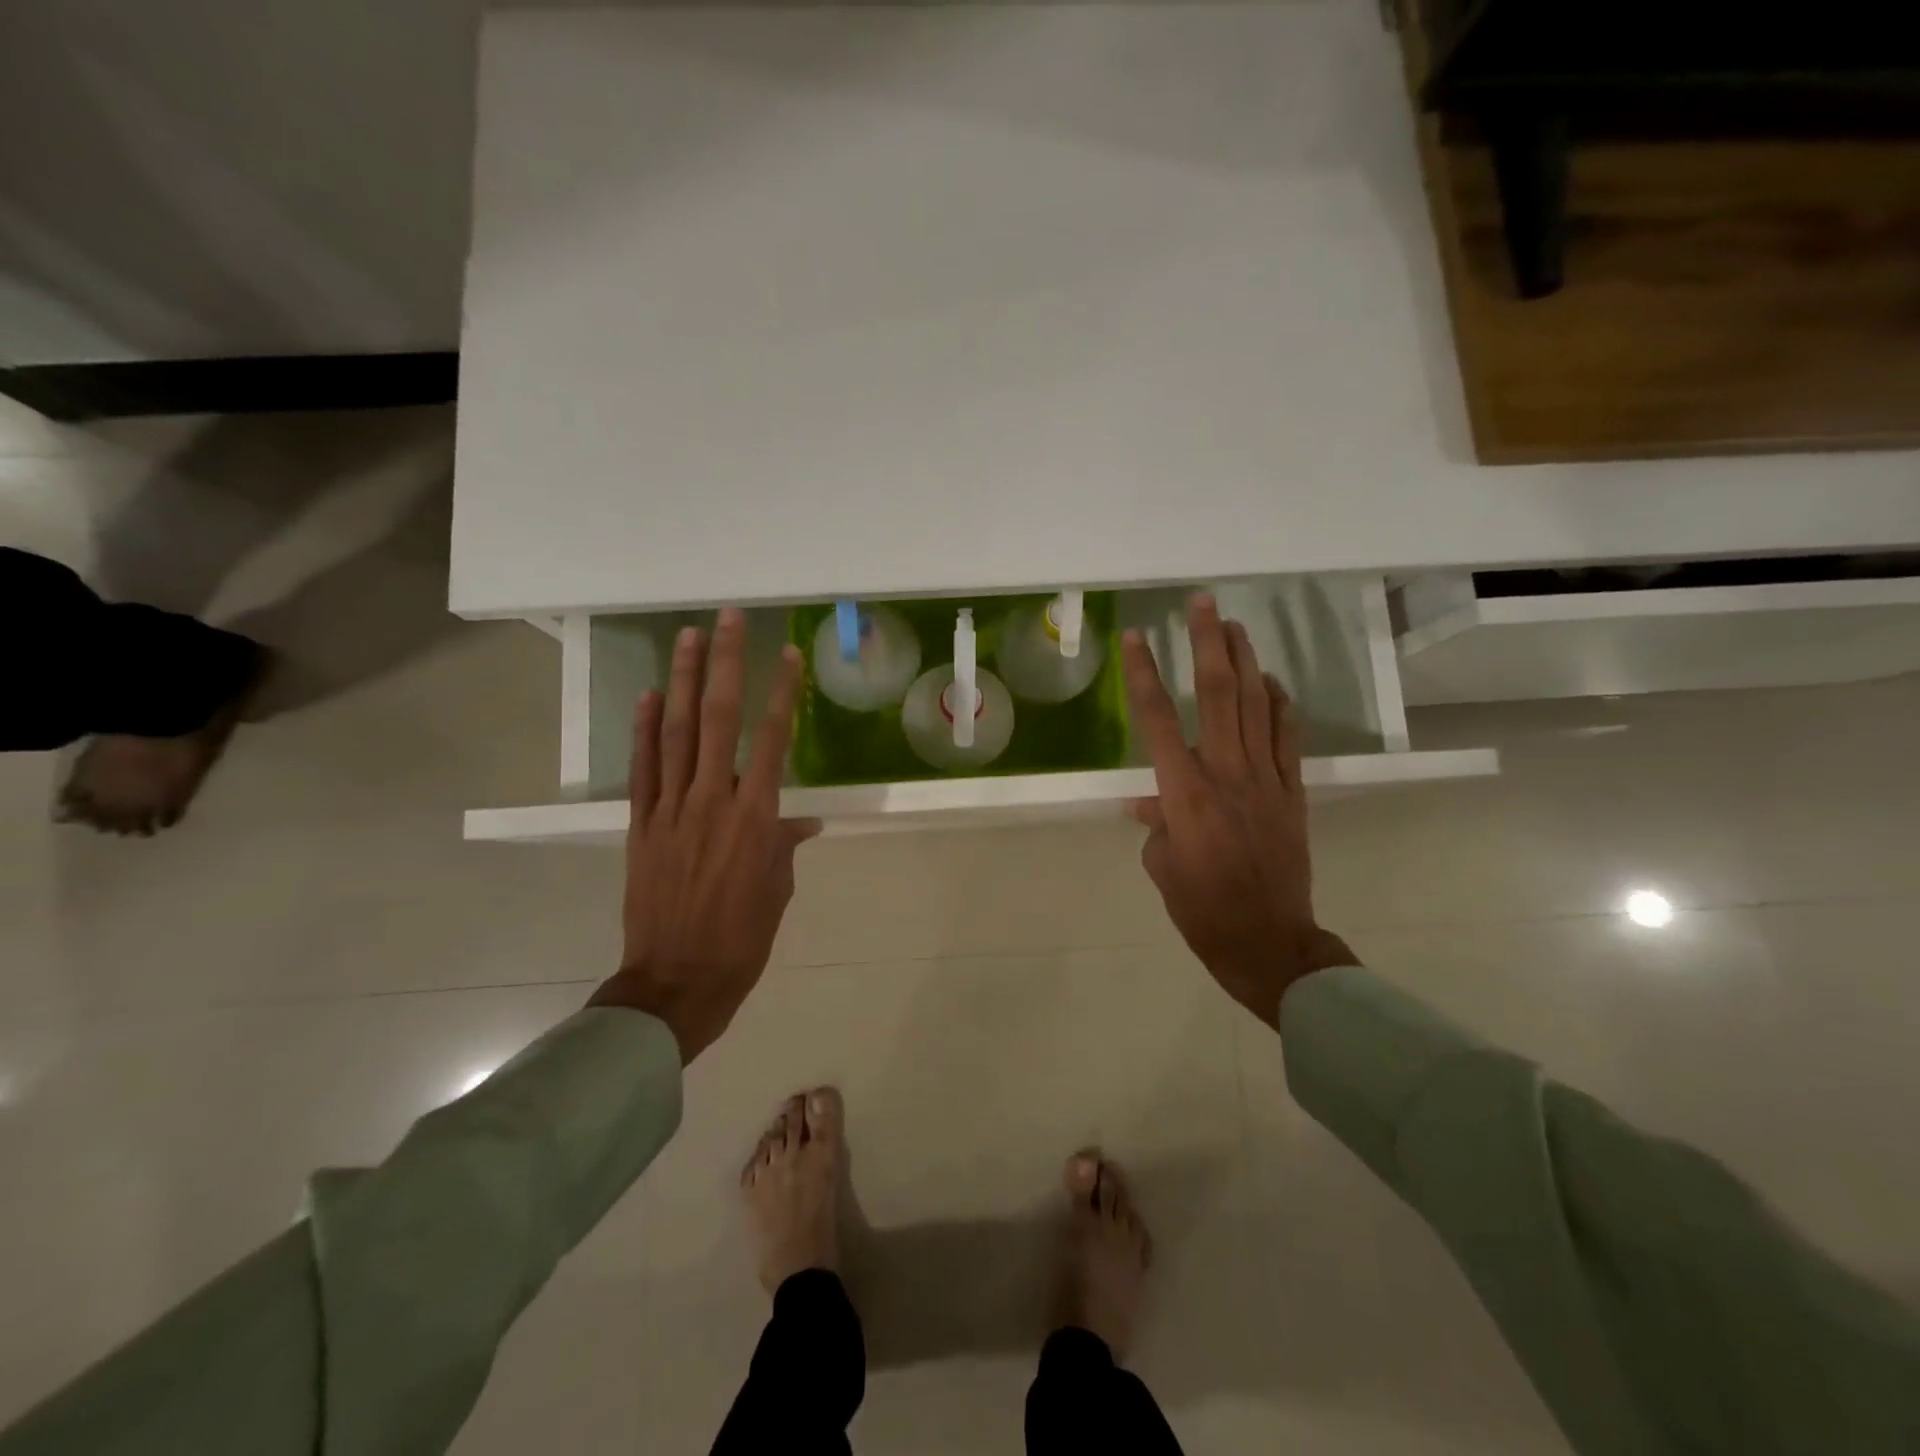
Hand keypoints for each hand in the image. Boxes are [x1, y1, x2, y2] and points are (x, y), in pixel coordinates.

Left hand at [590, 608, 820, 1061]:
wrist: (676, 983)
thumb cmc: (741, 941)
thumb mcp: (778, 893)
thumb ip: (783, 846)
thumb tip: (799, 820)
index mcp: (755, 819)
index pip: (773, 741)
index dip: (781, 693)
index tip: (786, 654)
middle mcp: (712, 801)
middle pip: (718, 720)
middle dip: (725, 664)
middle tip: (728, 618)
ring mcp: (670, 810)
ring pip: (674, 733)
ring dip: (680, 681)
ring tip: (686, 637)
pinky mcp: (641, 825)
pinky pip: (642, 769)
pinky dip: (643, 730)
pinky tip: (647, 697)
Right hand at [1121, 594, 1355, 1027]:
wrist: (1269, 943)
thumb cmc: (1203, 910)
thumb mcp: (1162, 868)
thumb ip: (1156, 826)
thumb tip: (1150, 804)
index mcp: (1185, 794)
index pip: (1159, 721)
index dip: (1144, 674)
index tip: (1137, 636)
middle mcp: (1227, 774)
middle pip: (1219, 695)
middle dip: (1208, 643)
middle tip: (1202, 603)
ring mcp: (1266, 780)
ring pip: (1258, 706)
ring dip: (1246, 660)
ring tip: (1235, 625)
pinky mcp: (1293, 792)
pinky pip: (1288, 738)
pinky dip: (1281, 704)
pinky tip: (1271, 681)